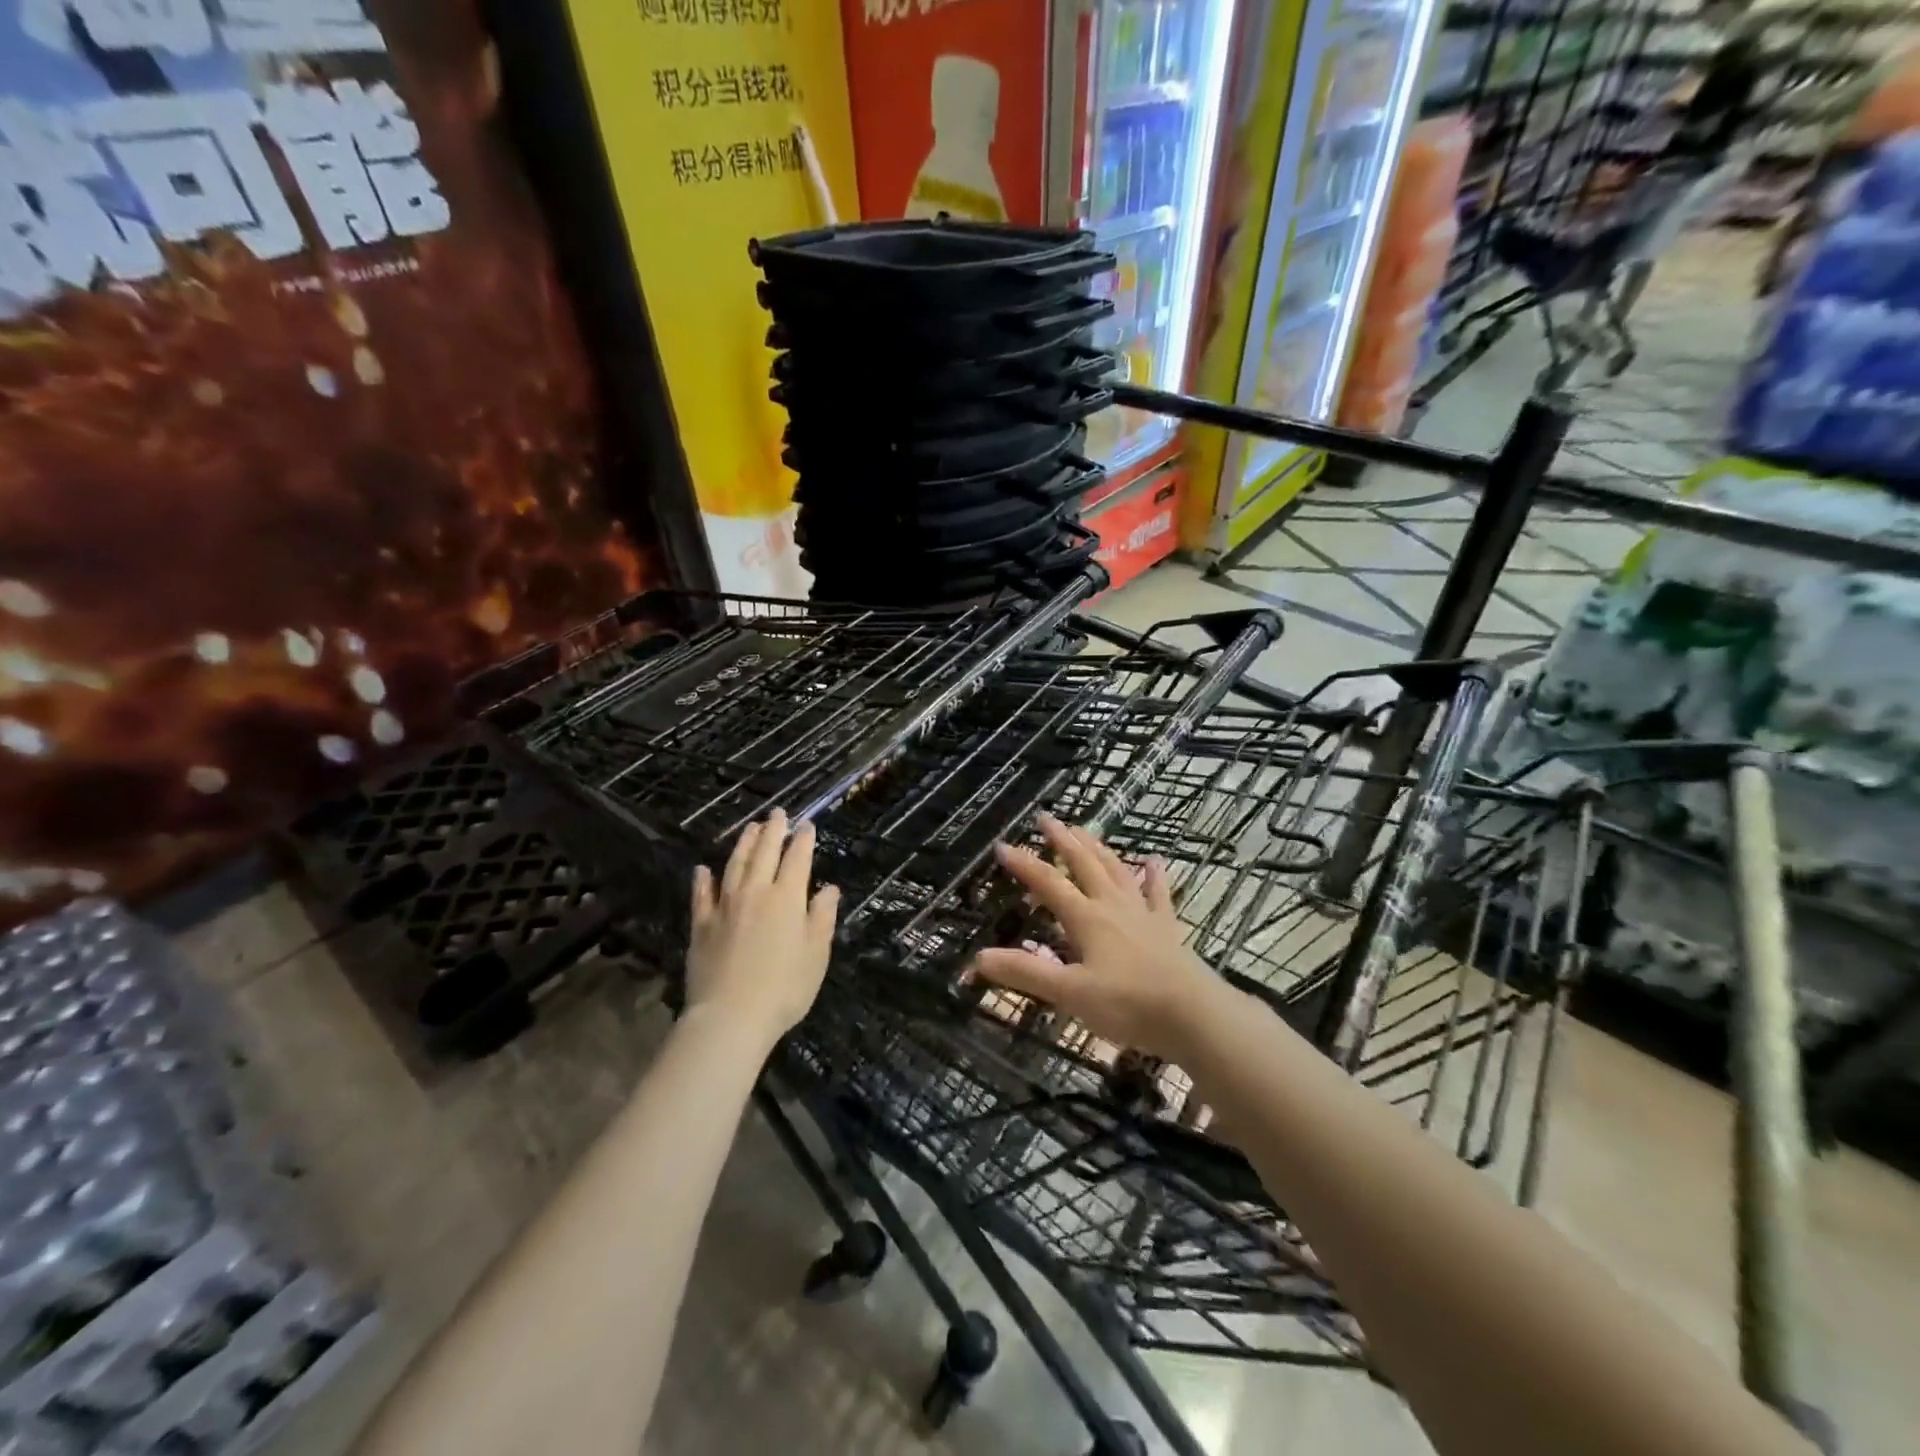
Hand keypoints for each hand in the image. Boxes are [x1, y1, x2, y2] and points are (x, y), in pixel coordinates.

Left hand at [685, 810, 839, 1046]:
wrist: (730, 1017)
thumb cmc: (784, 988)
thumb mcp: (816, 954)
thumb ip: (822, 917)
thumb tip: (829, 888)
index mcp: (787, 898)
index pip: (797, 859)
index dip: (803, 840)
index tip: (807, 825)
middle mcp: (755, 893)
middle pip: (764, 854)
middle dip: (773, 831)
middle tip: (777, 813)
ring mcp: (724, 907)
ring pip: (734, 866)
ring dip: (743, 845)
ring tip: (750, 828)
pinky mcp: (701, 926)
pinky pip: (702, 895)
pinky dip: (703, 880)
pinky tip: (703, 869)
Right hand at [972, 814, 1228, 1062]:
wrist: (1193, 1015)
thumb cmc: (1127, 1004)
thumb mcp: (1070, 993)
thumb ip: (1026, 973)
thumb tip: (979, 958)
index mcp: (1087, 918)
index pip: (1049, 882)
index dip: (1024, 863)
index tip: (1003, 845)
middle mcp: (1112, 906)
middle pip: (1084, 864)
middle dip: (1063, 840)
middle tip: (1047, 818)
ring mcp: (1142, 913)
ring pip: (1116, 870)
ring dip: (1098, 848)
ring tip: (1085, 829)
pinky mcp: (1166, 928)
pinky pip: (1159, 894)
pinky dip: (1155, 875)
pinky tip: (1155, 861)